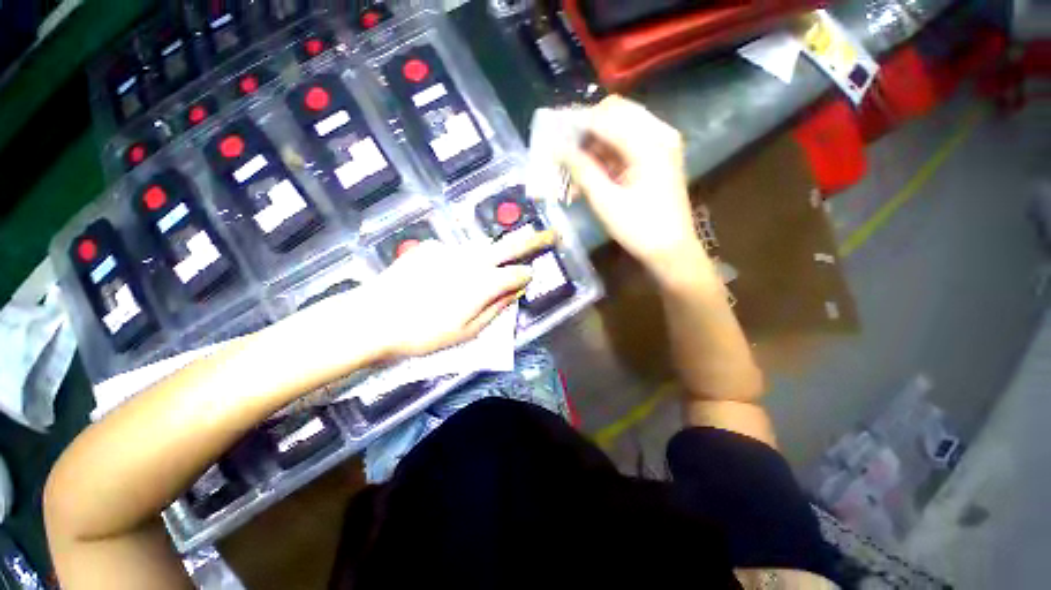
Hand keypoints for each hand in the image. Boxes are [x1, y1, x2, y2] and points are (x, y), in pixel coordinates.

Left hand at [363, 229, 555, 357]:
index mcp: (482, 283)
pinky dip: (458, 263)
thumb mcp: (466, 332)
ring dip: (486, 260)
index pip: (517, 273)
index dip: (526, 276)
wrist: (373, 318)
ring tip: (467, 283)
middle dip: (530, 240)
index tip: (528, 279)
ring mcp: (449, 250)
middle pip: (507, 245)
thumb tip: (515, 293)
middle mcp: (470, 260)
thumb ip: (496, 309)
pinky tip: (440, 281)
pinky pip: (455, 253)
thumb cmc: (424, 333)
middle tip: (548, 233)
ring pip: (480, 251)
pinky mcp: (431, 248)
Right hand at [561, 96, 706, 280]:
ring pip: (620, 127)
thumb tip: (558, 149)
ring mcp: (661, 144)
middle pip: (615, 113)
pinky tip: (591, 176)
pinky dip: (607, 156)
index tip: (552, 135)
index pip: (605, 117)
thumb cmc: (638, 229)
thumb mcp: (605, 201)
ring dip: (594, 146)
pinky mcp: (659, 156)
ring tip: (574, 173)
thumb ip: (581, 170)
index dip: (576, 123)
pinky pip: (627, 143)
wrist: (671, 251)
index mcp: (649, 143)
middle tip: (565, 153)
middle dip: (586, 130)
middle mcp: (659, 133)